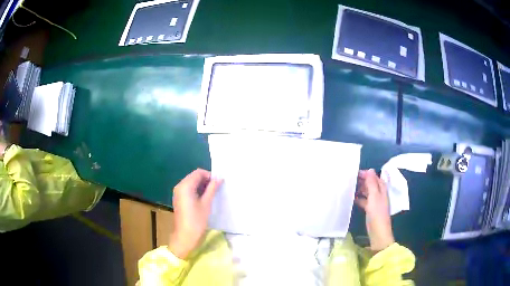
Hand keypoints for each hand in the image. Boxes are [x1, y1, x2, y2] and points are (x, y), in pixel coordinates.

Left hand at [169, 169, 222, 258]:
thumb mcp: (206, 203)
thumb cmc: (197, 220)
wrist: (185, 236)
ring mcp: (178, 193)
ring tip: (212, 194)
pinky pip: (188, 189)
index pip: (198, 173)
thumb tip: (219, 178)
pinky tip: (204, 198)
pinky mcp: (179, 199)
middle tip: (216, 188)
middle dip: (205, 180)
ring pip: (191, 183)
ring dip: (201, 185)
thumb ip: (212, 189)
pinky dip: (196, 190)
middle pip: (194, 177)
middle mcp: (179, 186)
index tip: (218, 183)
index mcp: (185, 186)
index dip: (209, 175)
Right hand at [355, 169, 394, 251]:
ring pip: (367, 192)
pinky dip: (359, 198)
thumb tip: (370, 169)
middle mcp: (379, 194)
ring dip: (360, 189)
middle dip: (363, 181)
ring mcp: (375, 202)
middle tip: (351, 179)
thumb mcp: (374, 196)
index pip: (375, 178)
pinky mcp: (370, 210)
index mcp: (382, 190)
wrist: (378, 231)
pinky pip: (364, 200)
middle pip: (371, 184)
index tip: (355, 173)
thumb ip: (372, 183)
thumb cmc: (377, 213)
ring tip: (350, 187)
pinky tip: (352, 198)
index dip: (367, 174)